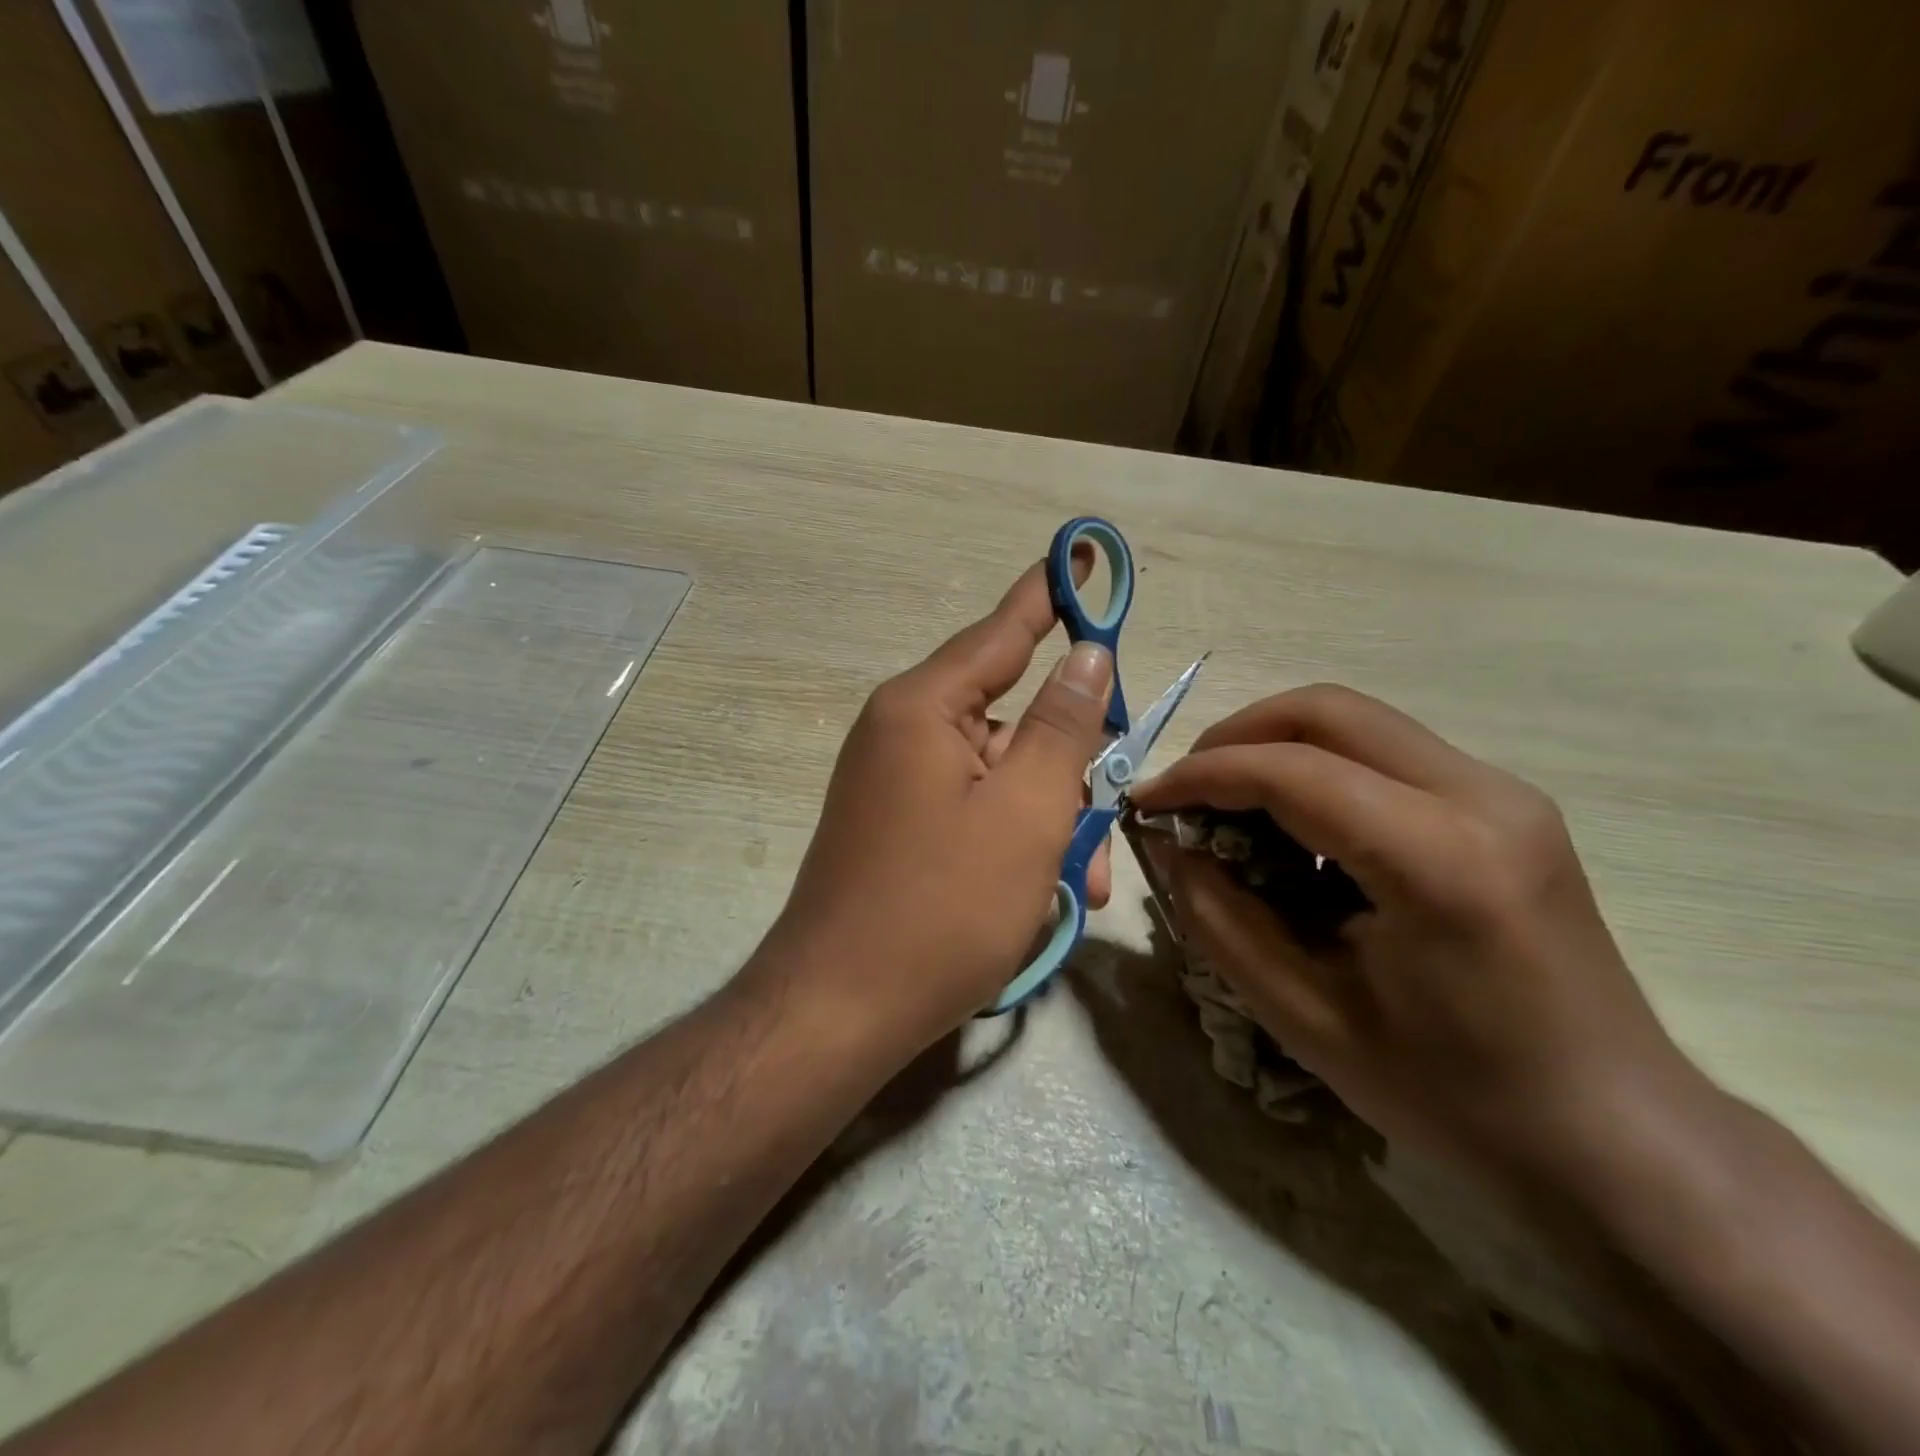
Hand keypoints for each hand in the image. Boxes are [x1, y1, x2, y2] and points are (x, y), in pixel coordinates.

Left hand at [761, 561, 1113, 1054]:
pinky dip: (1013, 842)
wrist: (838, 1011)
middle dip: (1068, 770)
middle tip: (1105, 826)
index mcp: (923, 708)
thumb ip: (1061, 726)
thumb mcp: (1025, 812)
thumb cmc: (941, 908)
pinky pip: (972, 812)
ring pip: (999, 776)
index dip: (1049, 594)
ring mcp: (894, 783)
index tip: (1079, 552)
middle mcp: (901, 732)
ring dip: (1049, 821)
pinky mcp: (896, 828)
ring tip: (1080, 887)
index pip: (1002, 632)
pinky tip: (1039, 896)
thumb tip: (1087, 656)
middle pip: (1009, 719)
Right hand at [1132, 684, 1702, 1188]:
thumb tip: (1175, 848)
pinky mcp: (1505, 804)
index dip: (1200, 775)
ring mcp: (1504, 793)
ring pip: (1357, 721)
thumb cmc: (1454, 1095)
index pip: (1290, 771)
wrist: (1613, 1135)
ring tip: (1231, 811)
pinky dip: (1320, 771)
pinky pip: (1386, 753)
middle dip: (1236, 737)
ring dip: (1276, 749)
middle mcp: (1482, 798)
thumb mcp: (1305, 1018)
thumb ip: (1221, 919)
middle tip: (1186, 790)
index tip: (1144, 800)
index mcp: (1438, 861)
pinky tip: (1298, 833)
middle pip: (1327, 710)